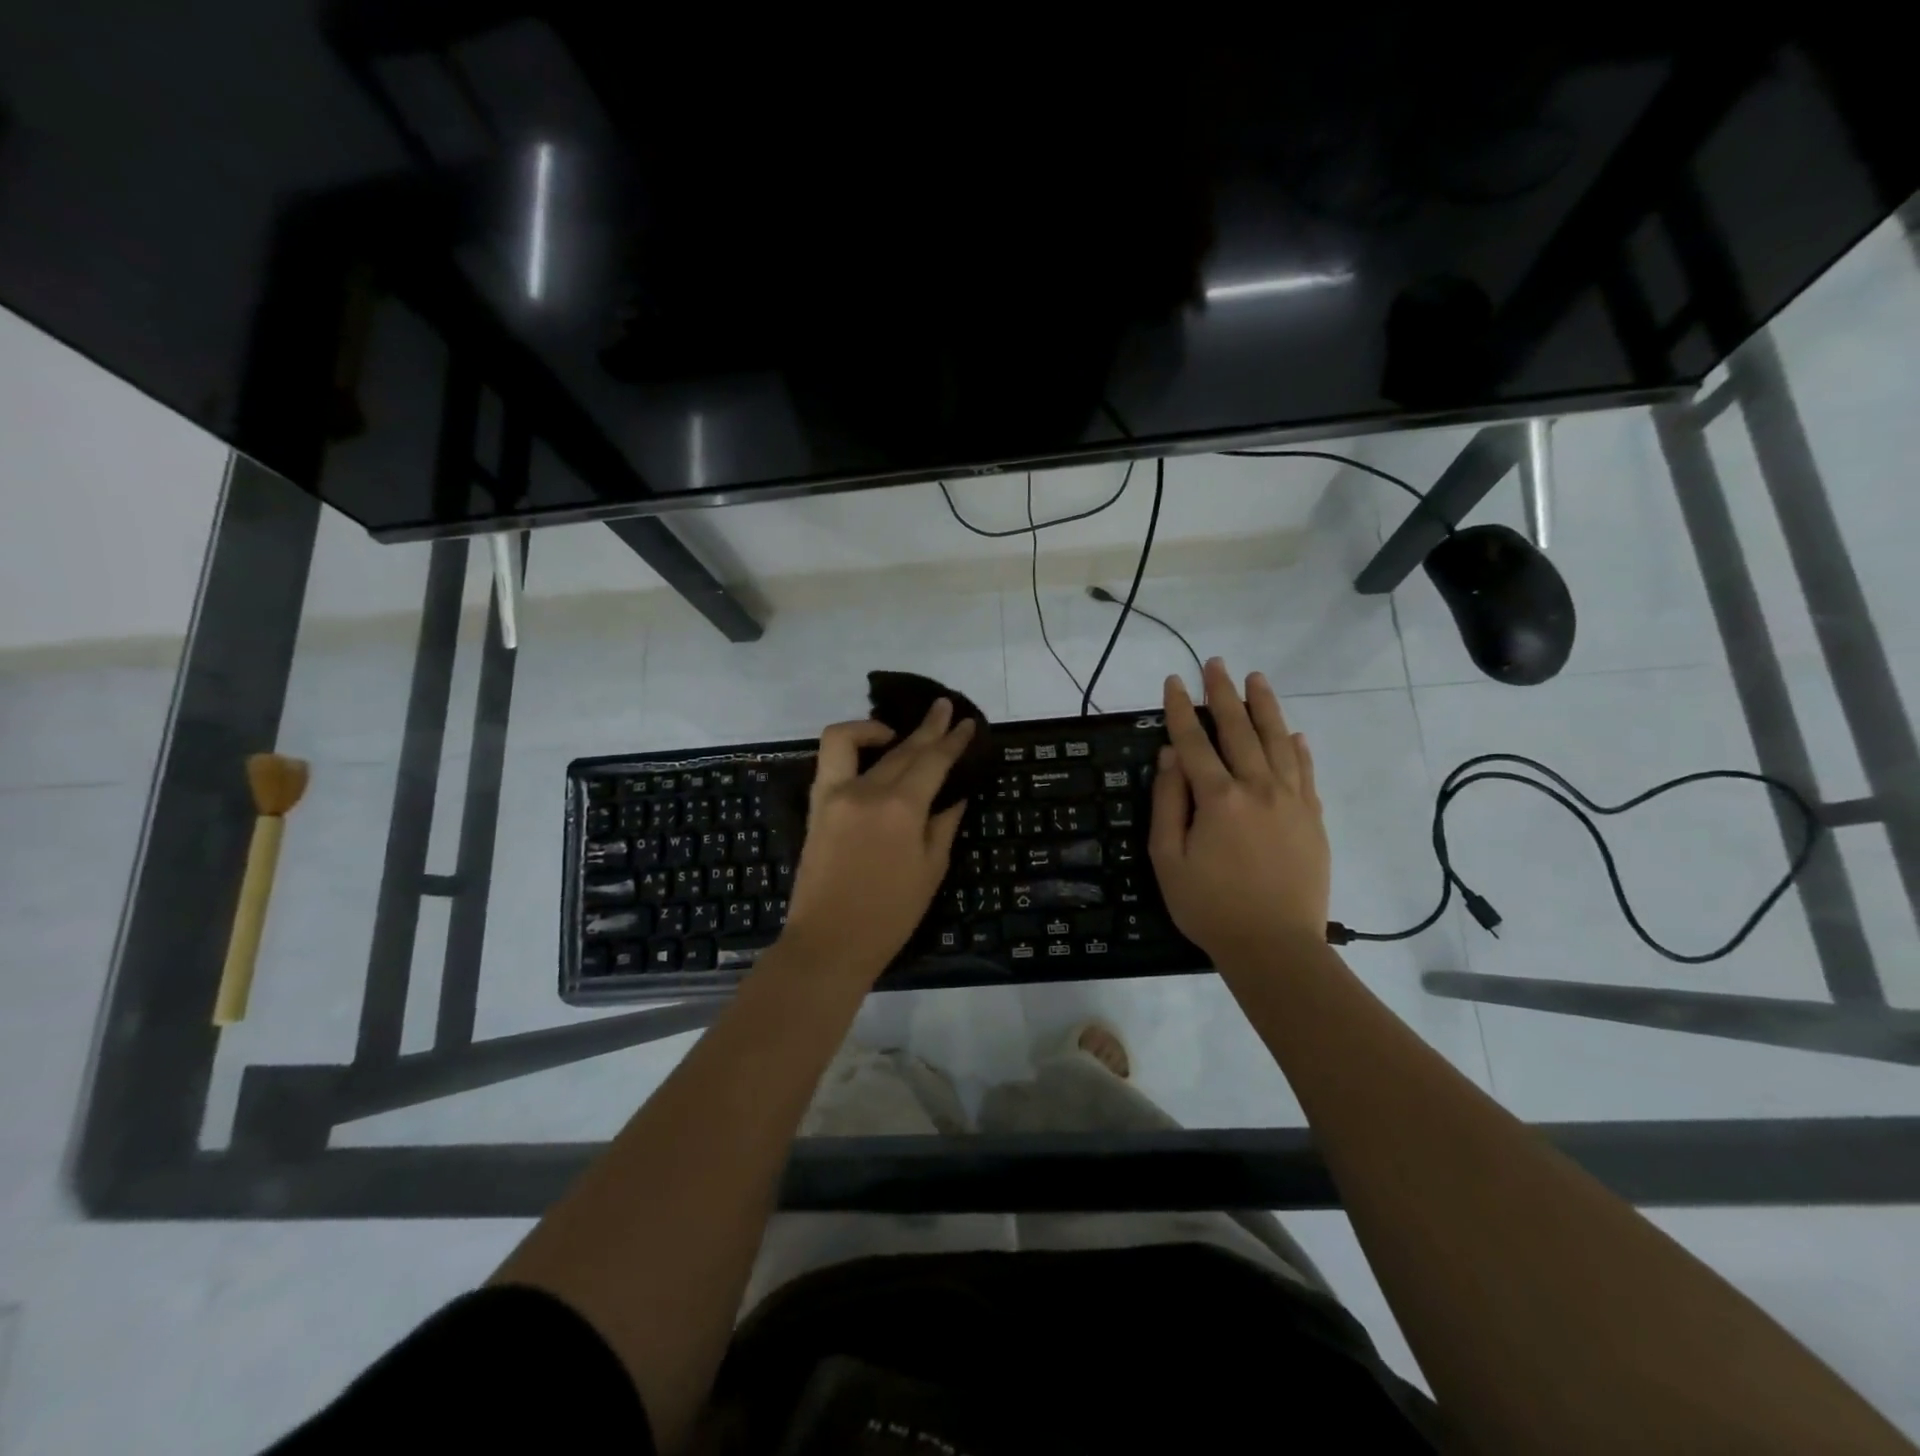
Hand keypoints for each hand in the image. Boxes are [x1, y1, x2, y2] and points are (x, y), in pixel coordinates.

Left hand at [780, 699, 975, 984]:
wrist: (829, 942)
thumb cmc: (890, 915)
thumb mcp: (931, 870)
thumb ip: (944, 824)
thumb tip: (955, 794)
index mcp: (902, 809)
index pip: (933, 761)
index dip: (954, 740)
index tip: (968, 722)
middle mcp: (868, 790)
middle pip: (904, 748)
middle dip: (929, 727)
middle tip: (947, 710)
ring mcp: (836, 793)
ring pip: (862, 743)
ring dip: (883, 726)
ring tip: (900, 730)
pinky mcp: (817, 803)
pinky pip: (832, 757)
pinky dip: (852, 743)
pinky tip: (870, 750)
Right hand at [1149, 658, 1329, 962]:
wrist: (1275, 947)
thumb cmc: (1210, 906)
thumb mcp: (1168, 859)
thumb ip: (1168, 803)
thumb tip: (1171, 756)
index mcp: (1219, 799)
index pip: (1195, 742)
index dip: (1180, 710)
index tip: (1173, 681)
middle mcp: (1258, 788)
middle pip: (1239, 730)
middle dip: (1223, 694)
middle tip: (1216, 664)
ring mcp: (1292, 801)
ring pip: (1278, 741)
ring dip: (1265, 707)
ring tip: (1256, 679)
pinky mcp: (1313, 819)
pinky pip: (1306, 772)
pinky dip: (1298, 748)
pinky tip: (1294, 733)